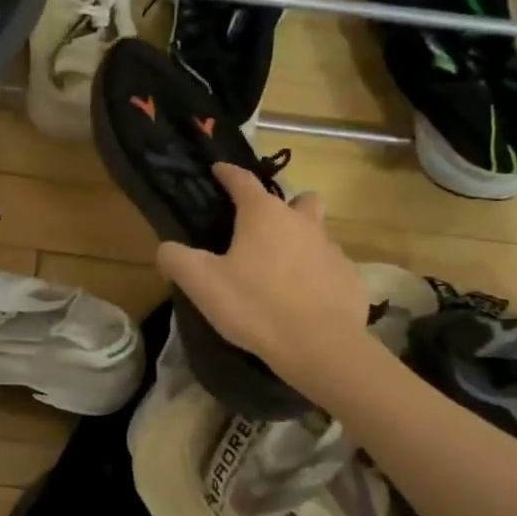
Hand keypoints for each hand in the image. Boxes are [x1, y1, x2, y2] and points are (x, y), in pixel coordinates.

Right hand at [157, 164, 373, 387]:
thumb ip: (176, 259)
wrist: (318, 345)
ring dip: (302, 241)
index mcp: (264, 215)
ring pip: (318, 232)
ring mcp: (332, 249)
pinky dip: (318, 275)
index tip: (219, 170)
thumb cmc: (254, 305)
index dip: (228, 173)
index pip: (243, 180)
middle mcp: (302, 222)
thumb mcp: (201, 283)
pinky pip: (332, 267)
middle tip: (264, 228)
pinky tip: (305, 298)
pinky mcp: (350, 278)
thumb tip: (167, 249)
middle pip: (298, 199)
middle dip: (283, 205)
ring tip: (282, 268)